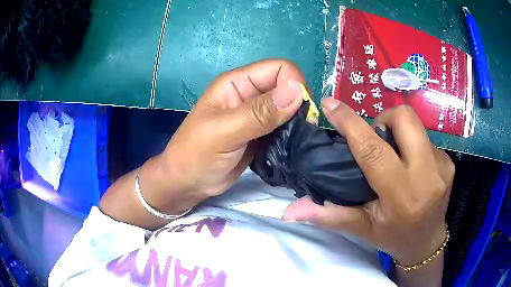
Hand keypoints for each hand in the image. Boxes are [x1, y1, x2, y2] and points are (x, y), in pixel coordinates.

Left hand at [160, 59, 306, 201]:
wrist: (188, 182)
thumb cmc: (196, 154)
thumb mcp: (224, 132)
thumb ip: (259, 113)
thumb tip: (296, 92)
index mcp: (238, 83)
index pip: (279, 69)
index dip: (294, 84)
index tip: (300, 111)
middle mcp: (250, 94)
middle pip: (287, 86)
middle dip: (299, 104)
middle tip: (304, 128)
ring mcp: (256, 115)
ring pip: (288, 107)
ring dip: (297, 120)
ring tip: (299, 138)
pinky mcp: (261, 133)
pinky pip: (284, 126)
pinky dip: (292, 133)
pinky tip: (292, 145)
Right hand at [283, 99, 453, 265]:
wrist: (427, 242)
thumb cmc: (393, 237)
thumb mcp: (361, 229)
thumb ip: (329, 216)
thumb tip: (290, 210)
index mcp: (402, 196)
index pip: (374, 151)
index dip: (350, 123)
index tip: (330, 104)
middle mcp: (427, 176)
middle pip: (404, 119)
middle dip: (384, 119)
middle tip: (376, 138)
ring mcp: (442, 166)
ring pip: (416, 126)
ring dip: (399, 133)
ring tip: (394, 155)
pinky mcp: (449, 162)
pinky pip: (427, 139)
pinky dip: (413, 145)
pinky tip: (411, 165)